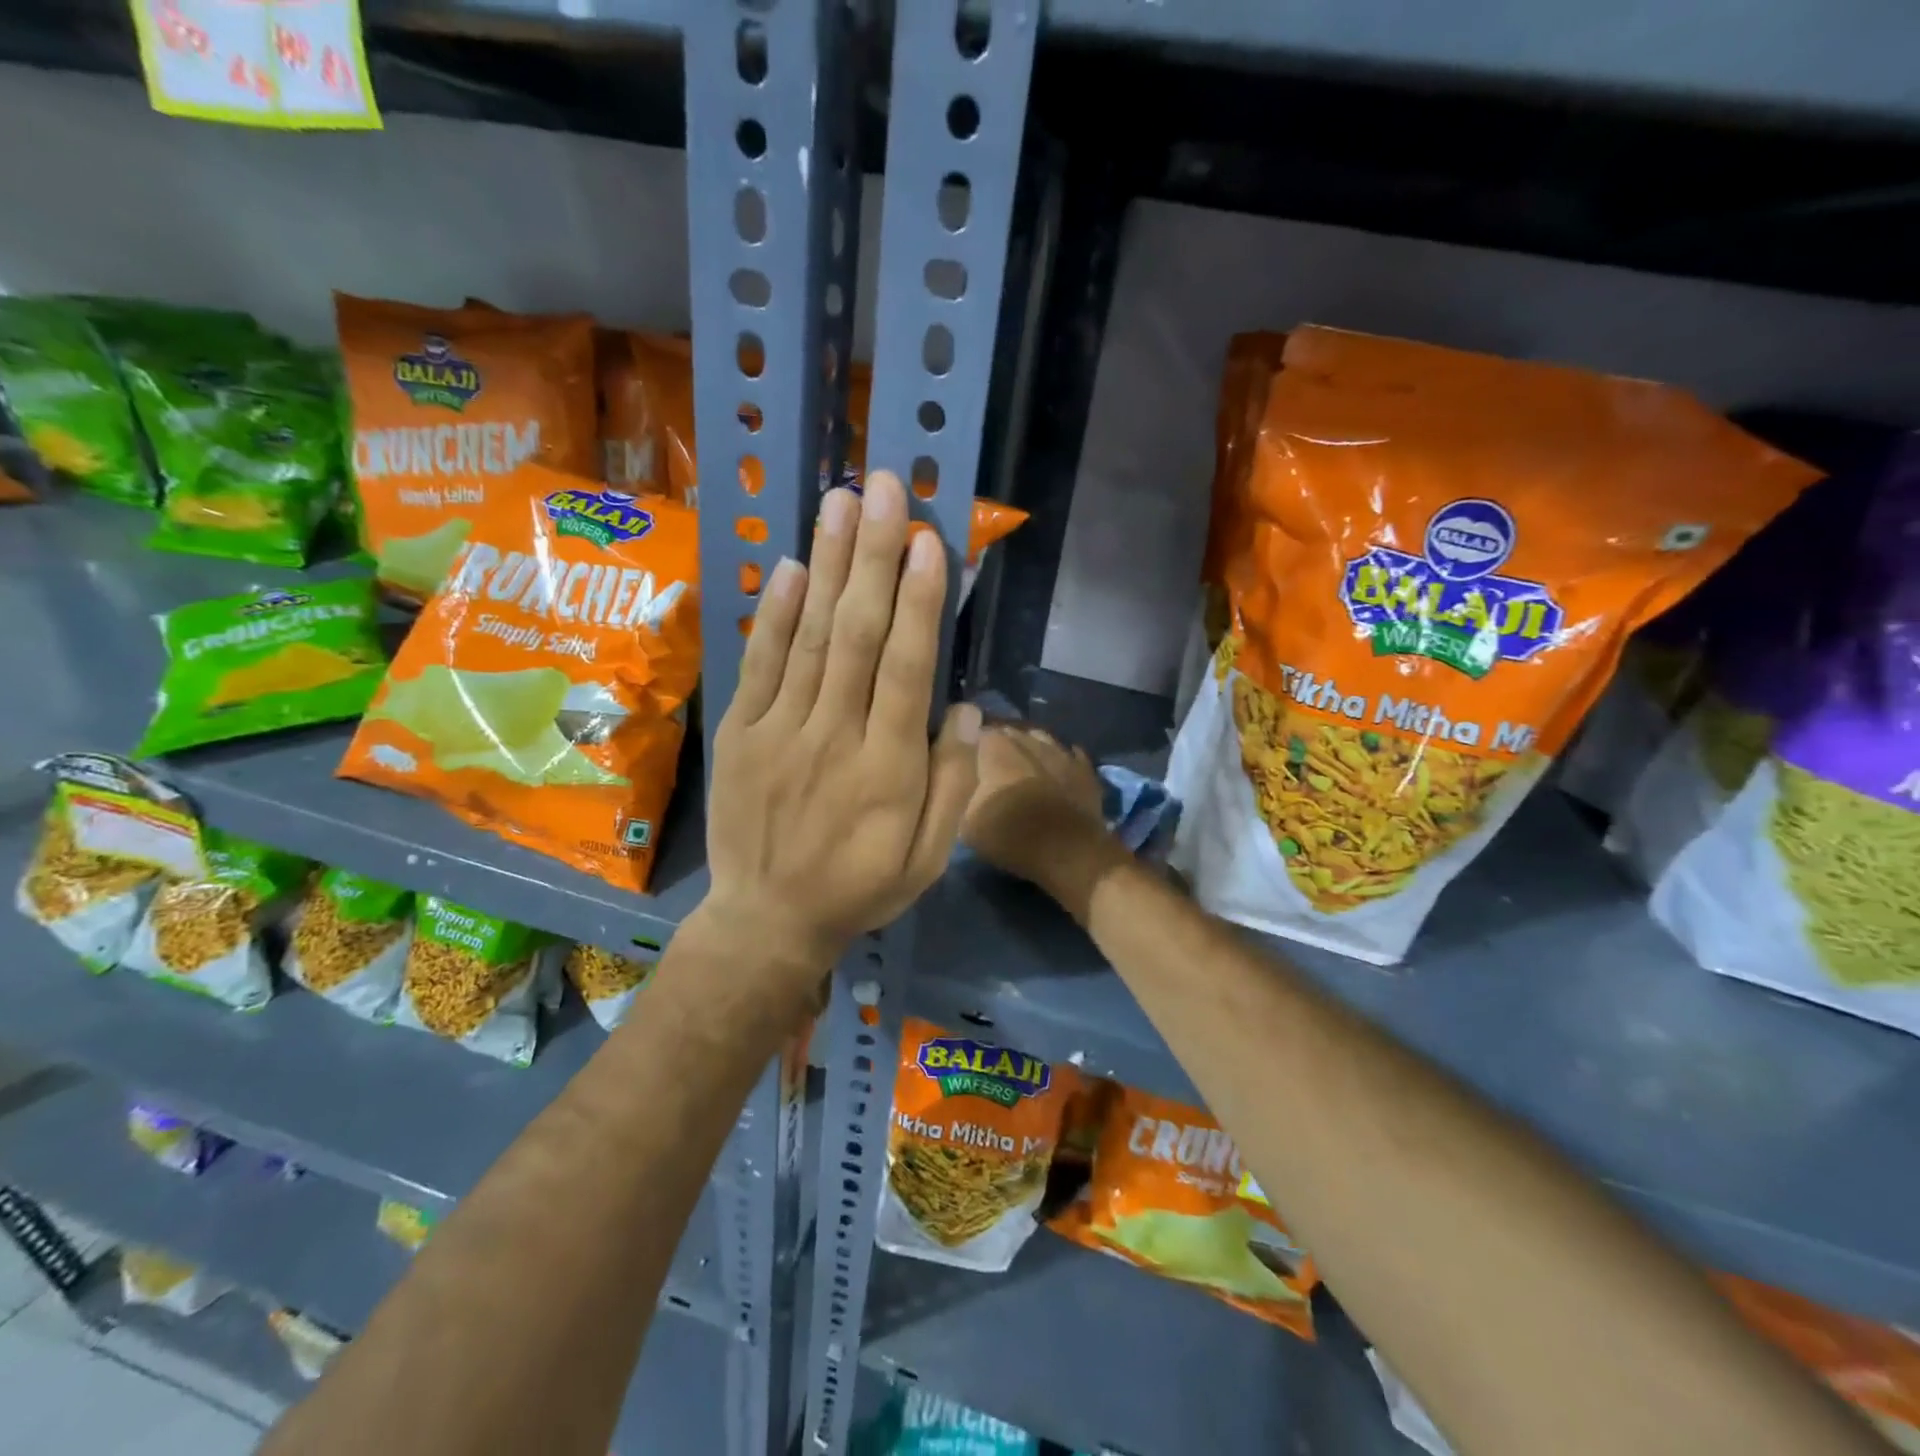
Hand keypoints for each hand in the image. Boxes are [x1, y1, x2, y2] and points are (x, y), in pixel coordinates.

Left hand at [704, 472, 980, 976]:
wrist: (766, 920)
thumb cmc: (860, 888)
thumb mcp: (928, 859)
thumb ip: (952, 785)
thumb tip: (964, 710)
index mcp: (889, 770)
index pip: (909, 670)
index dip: (922, 602)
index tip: (929, 540)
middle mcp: (835, 738)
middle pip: (859, 636)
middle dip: (874, 557)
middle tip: (883, 488)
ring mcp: (780, 731)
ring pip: (811, 637)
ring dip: (829, 565)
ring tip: (840, 502)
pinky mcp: (740, 733)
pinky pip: (760, 665)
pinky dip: (776, 614)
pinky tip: (794, 567)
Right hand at [961, 725, 1117, 903]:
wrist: (1065, 850)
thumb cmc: (1008, 833)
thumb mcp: (964, 819)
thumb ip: (960, 790)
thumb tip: (960, 777)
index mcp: (995, 745)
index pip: (976, 732)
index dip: (971, 746)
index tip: (966, 761)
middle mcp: (1027, 738)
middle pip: (1010, 733)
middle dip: (1001, 746)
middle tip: (993, 767)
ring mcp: (1060, 751)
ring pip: (1041, 741)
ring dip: (1032, 750)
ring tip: (1024, 767)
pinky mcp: (1085, 769)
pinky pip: (1070, 756)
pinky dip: (1061, 762)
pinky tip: (1057, 771)